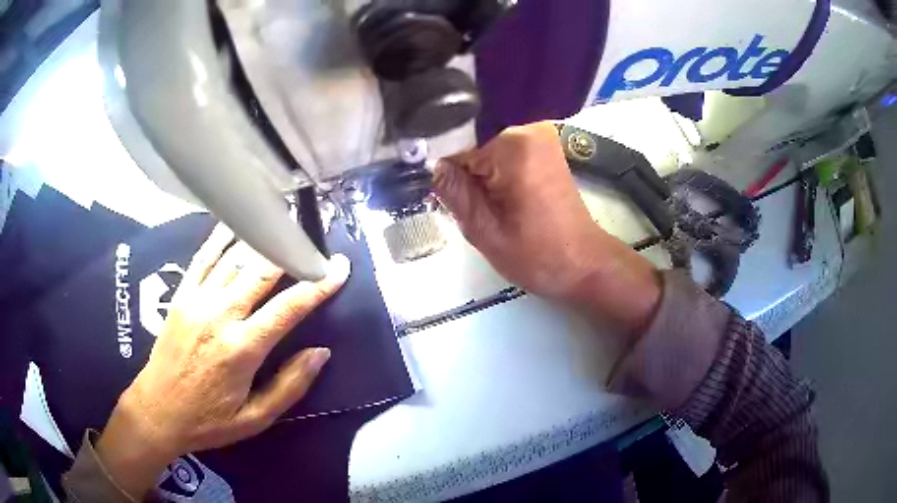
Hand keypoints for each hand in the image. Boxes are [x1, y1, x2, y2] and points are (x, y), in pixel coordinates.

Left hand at [96, 224, 350, 498]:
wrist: (158, 411)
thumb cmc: (209, 421)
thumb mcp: (255, 419)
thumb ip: (290, 385)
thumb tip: (321, 353)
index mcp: (241, 349)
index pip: (289, 308)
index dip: (318, 285)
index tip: (340, 267)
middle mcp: (220, 315)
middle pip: (262, 271)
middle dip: (293, 252)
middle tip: (315, 238)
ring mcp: (197, 300)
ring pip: (235, 258)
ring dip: (263, 238)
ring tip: (284, 222)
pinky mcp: (181, 295)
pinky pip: (203, 257)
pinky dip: (222, 237)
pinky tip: (237, 222)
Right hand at [434, 122, 659, 334]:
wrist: (585, 264)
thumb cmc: (538, 255)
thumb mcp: (483, 231)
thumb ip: (453, 192)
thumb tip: (432, 166)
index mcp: (512, 145)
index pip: (455, 145)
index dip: (445, 173)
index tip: (446, 199)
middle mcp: (527, 129)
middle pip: (473, 143)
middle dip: (464, 174)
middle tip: (471, 209)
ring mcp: (540, 136)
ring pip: (487, 148)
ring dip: (480, 176)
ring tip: (489, 206)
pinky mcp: (545, 148)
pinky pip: (504, 153)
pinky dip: (495, 173)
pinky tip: (501, 199)